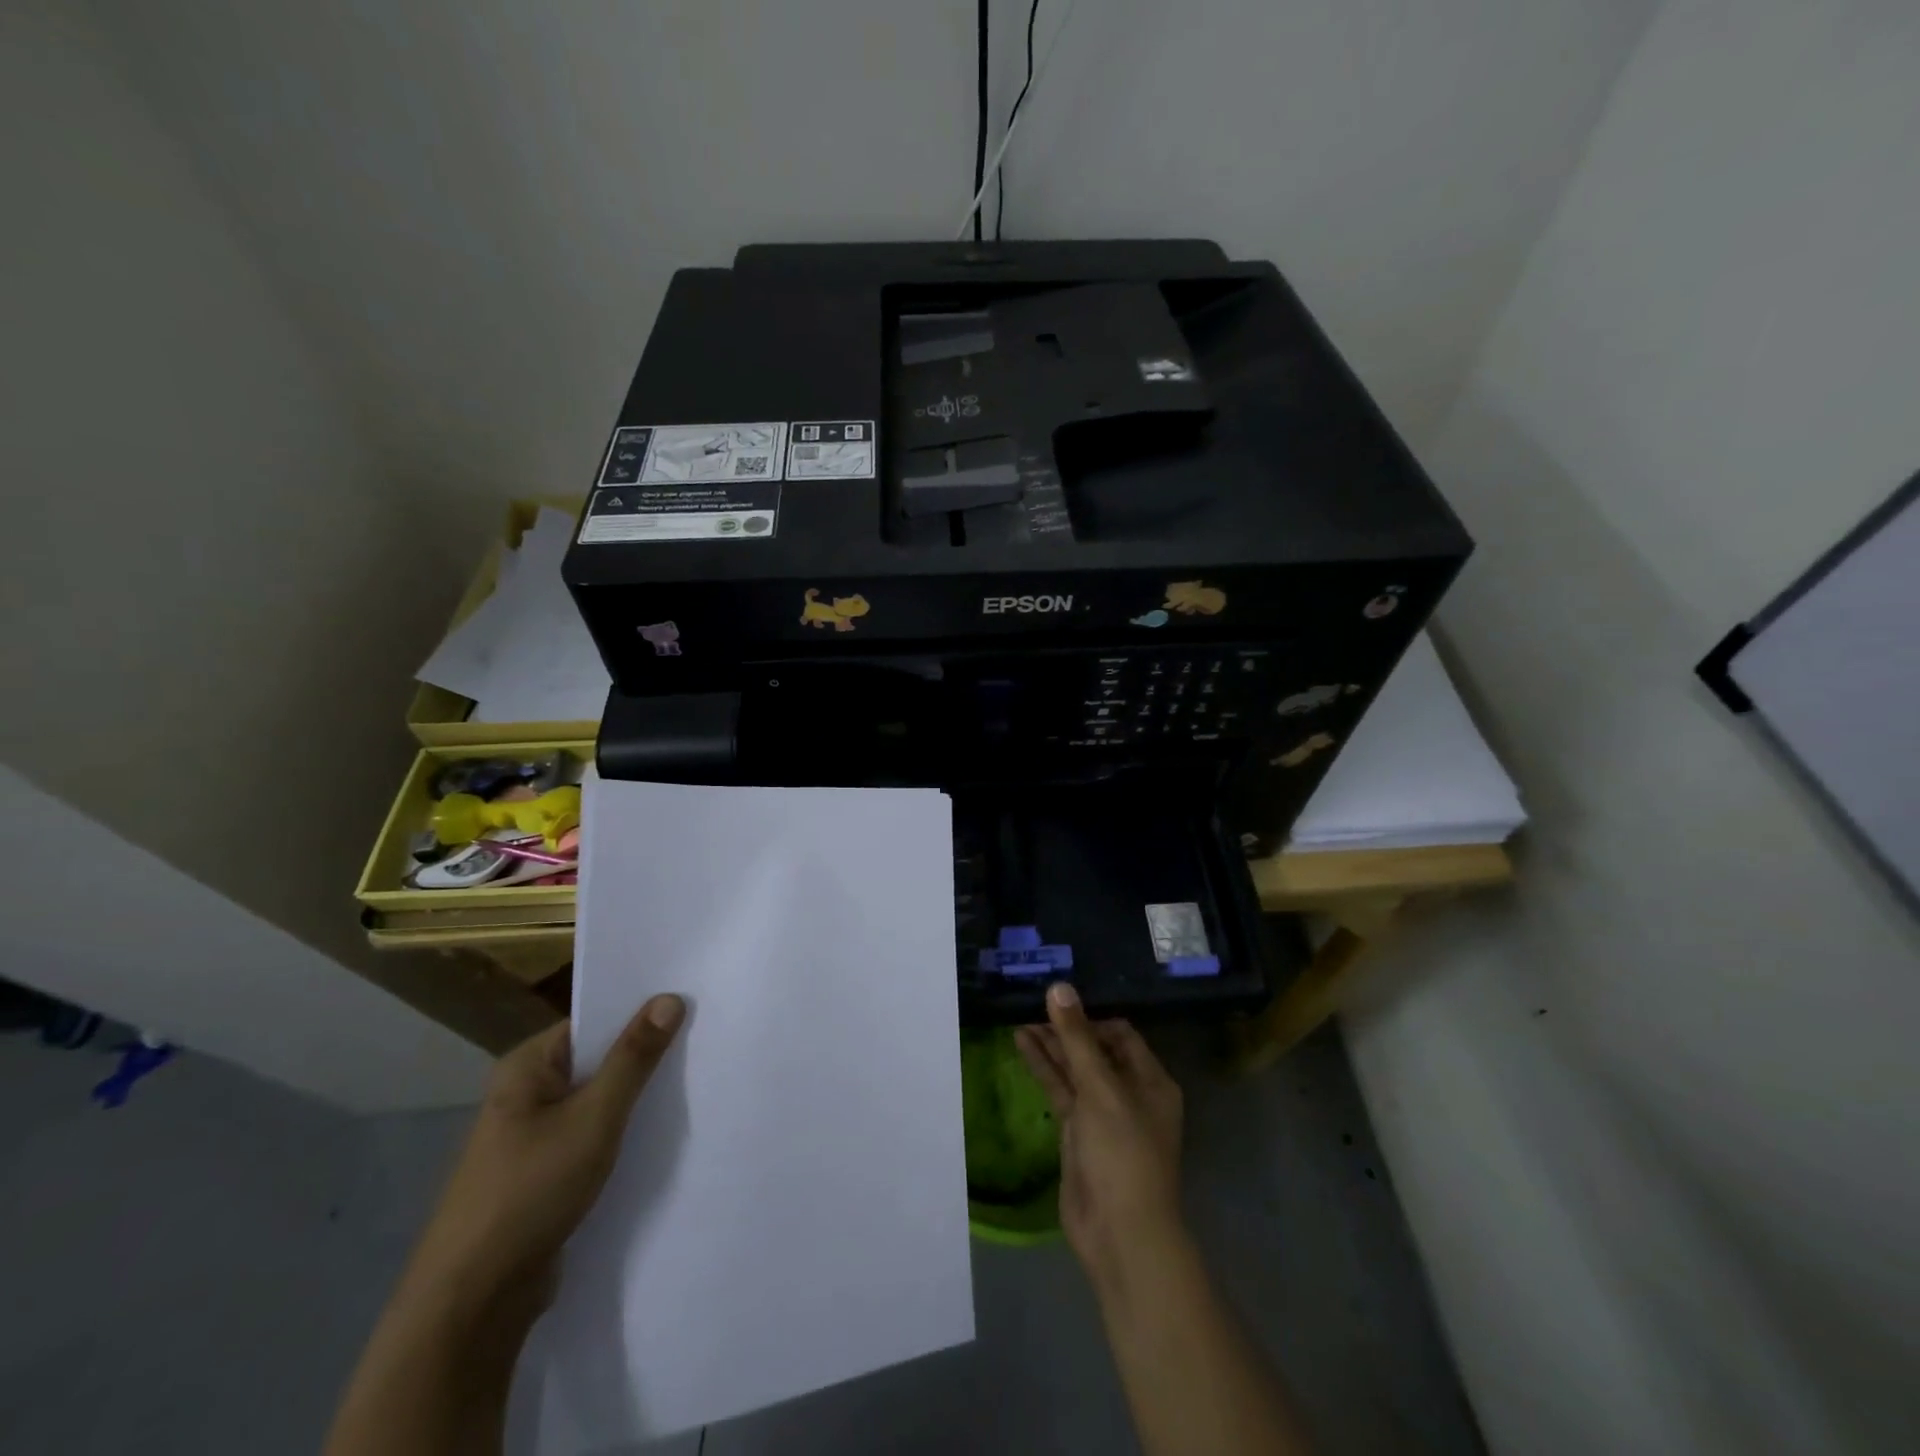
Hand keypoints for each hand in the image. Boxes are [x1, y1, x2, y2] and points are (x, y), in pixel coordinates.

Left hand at [409, 994, 685, 1299]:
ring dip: (637, 1097)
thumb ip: (634, 1058)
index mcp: (526, 1067)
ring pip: (598, 1101)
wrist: (473, 1304)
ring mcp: (532, 1136)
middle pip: (598, 1059)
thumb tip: (669, 998)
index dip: (640, 1012)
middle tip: (703, 1041)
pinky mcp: (544, 1174)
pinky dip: (623, 1132)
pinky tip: (661, 1134)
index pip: (593, 1022)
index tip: (691, 1006)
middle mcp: (526, 1094)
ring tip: (694, 1082)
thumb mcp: (594, 1118)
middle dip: (644, 1056)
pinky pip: (593, 1135)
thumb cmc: (530, 1192)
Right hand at [1015, 983, 1185, 1297]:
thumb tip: (1059, 987)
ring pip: (1074, 1069)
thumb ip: (1076, 1038)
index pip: (1120, 1033)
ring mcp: (1102, 1114)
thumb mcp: (1100, 1088)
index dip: (1090, 1015)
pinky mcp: (1079, 1132)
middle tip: (1033, 1003)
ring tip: (1020, 1017)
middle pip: (1095, 1049)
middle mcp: (1129, 1092)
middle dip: (1066, 1028)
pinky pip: (1061, 1090)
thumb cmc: (1122, 1152)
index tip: (1059, 999)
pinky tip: (1022, 1044)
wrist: (1119, 1233)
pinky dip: (1044, 1068)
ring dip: (1051, 1045)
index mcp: (1151, 1080)